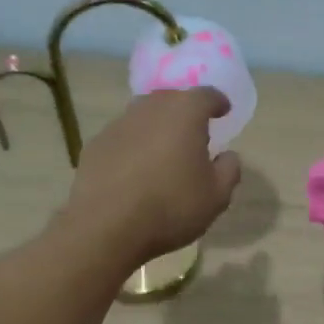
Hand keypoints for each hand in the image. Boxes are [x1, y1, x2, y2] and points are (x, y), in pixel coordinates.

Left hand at [65, 89, 241, 264]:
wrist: (106, 227)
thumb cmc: (171, 207)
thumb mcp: (216, 196)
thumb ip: (228, 170)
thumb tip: (228, 156)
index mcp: (184, 113)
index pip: (206, 95)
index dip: (217, 102)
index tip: (223, 111)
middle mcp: (149, 109)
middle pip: (171, 99)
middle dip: (184, 111)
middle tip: (194, 132)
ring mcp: (118, 125)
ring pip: (143, 116)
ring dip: (157, 127)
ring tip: (164, 151)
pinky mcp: (95, 145)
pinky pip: (122, 137)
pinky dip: (133, 146)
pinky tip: (135, 170)